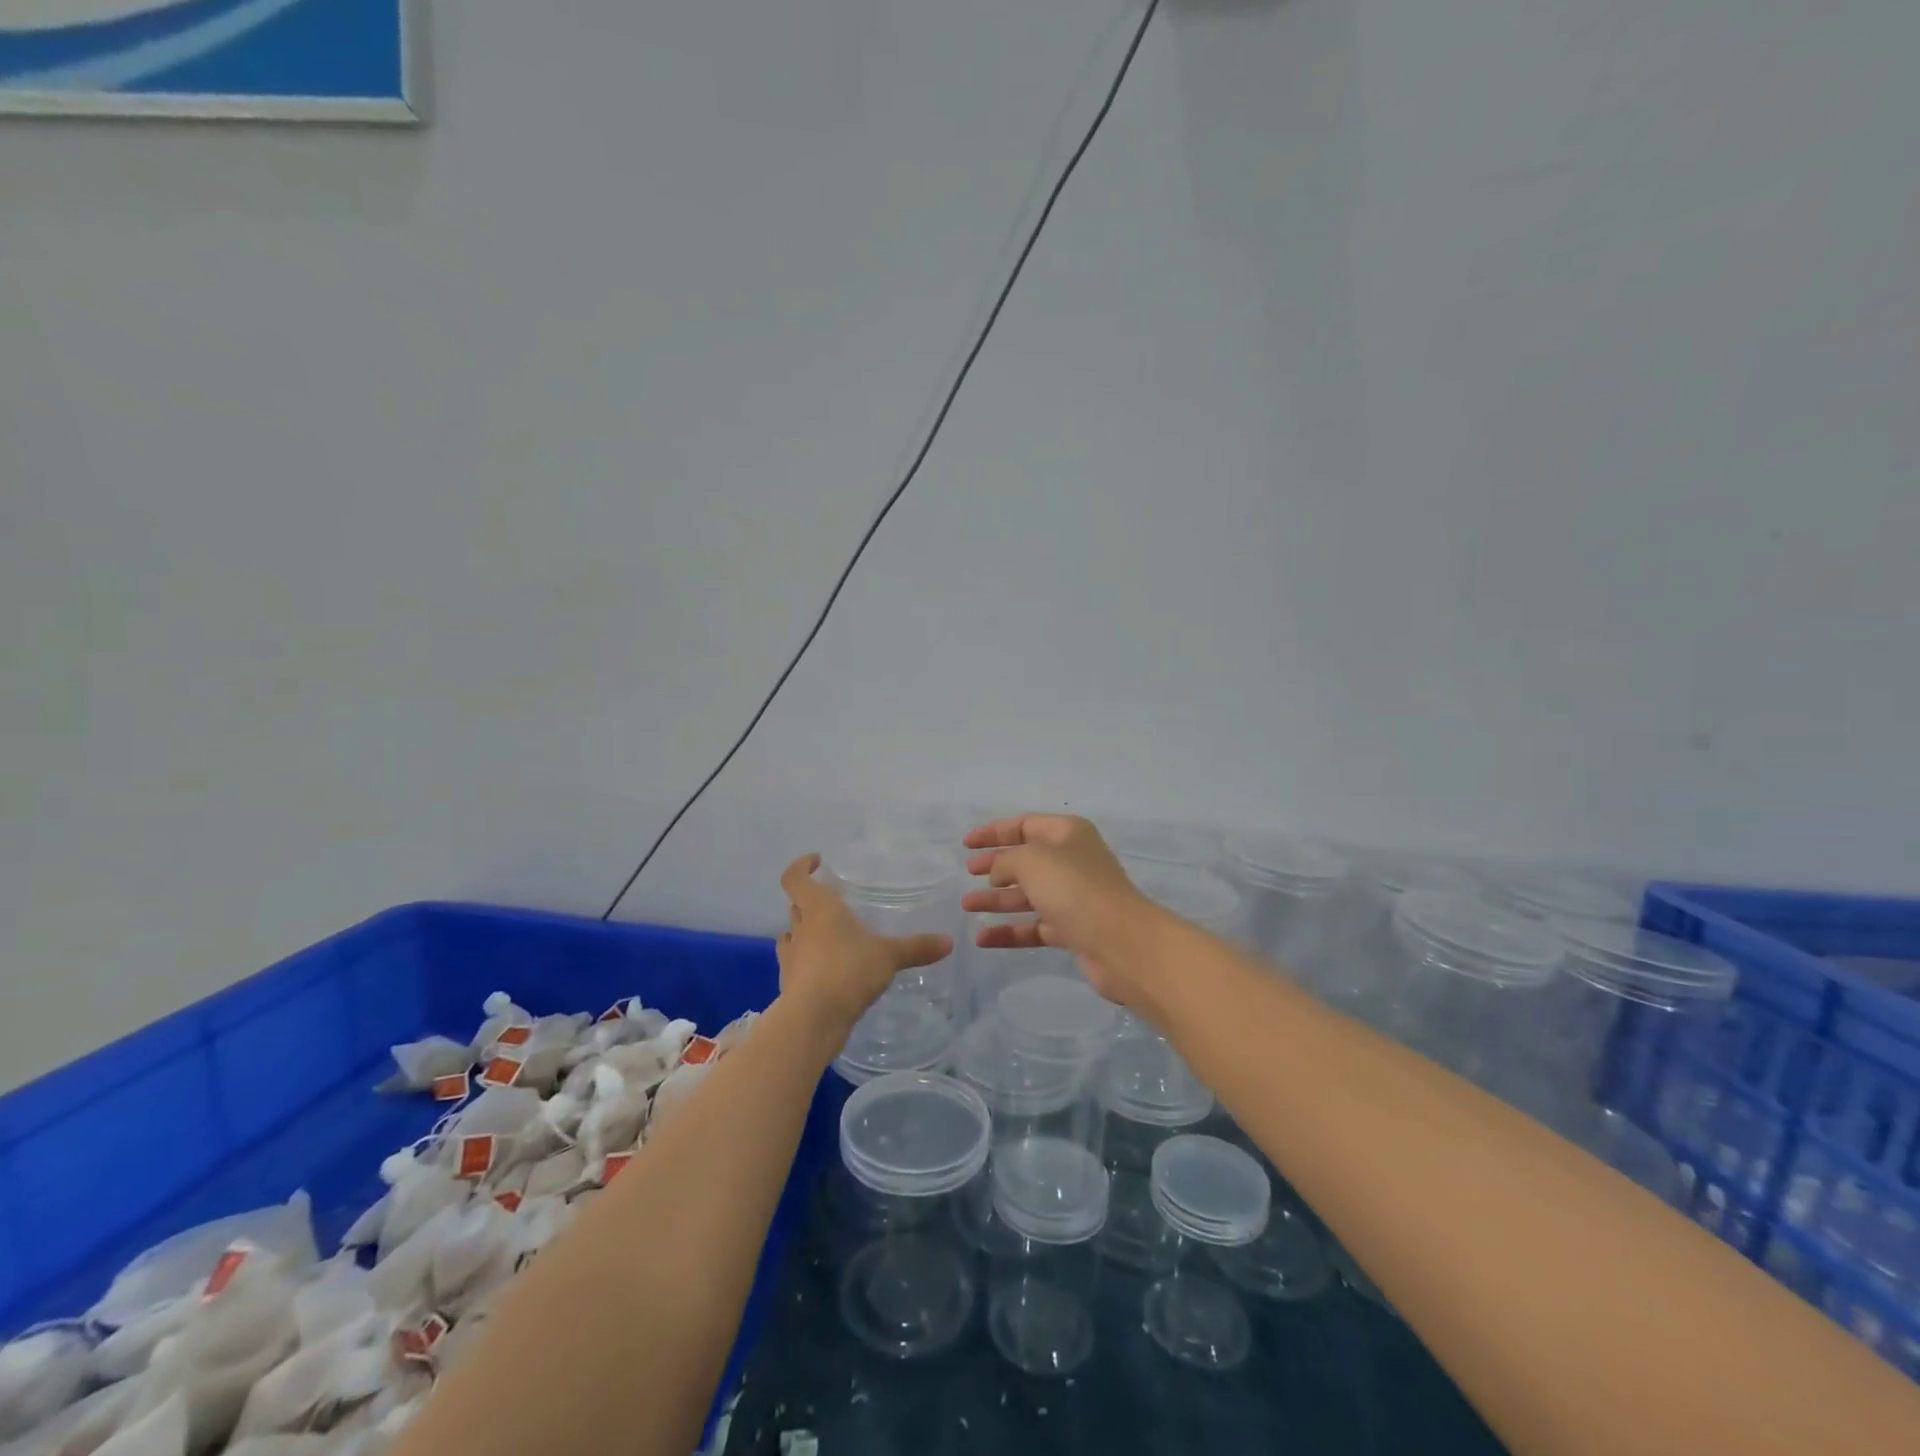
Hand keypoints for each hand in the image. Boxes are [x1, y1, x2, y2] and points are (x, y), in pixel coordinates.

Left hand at [776, 854, 952, 1040]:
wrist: (813, 1019)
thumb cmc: (848, 971)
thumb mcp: (889, 956)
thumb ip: (917, 947)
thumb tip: (949, 942)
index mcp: (819, 908)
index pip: (795, 878)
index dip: (801, 866)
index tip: (816, 862)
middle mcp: (801, 928)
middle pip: (796, 905)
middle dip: (809, 900)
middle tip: (833, 902)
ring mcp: (791, 957)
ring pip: (792, 935)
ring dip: (803, 932)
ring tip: (826, 935)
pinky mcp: (789, 984)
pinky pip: (795, 964)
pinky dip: (806, 962)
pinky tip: (824, 970)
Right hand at [961, 815, 1164, 1010]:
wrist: (1122, 943)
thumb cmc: (1075, 889)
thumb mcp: (1032, 861)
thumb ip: (1006, 860)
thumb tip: (998, 872)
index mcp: (1068, 834)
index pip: (1025, 825)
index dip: (994, 832)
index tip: (966, 844)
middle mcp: (1072, 861)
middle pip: (1026, 860)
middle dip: (995, 866)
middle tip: (968, 873)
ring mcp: (1073, 898)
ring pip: (1027, 895)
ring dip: (997, 900)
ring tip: (966, 906)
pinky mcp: (1073, 930)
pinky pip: (1033, 927)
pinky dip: (1009, 931)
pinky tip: (982, 939)